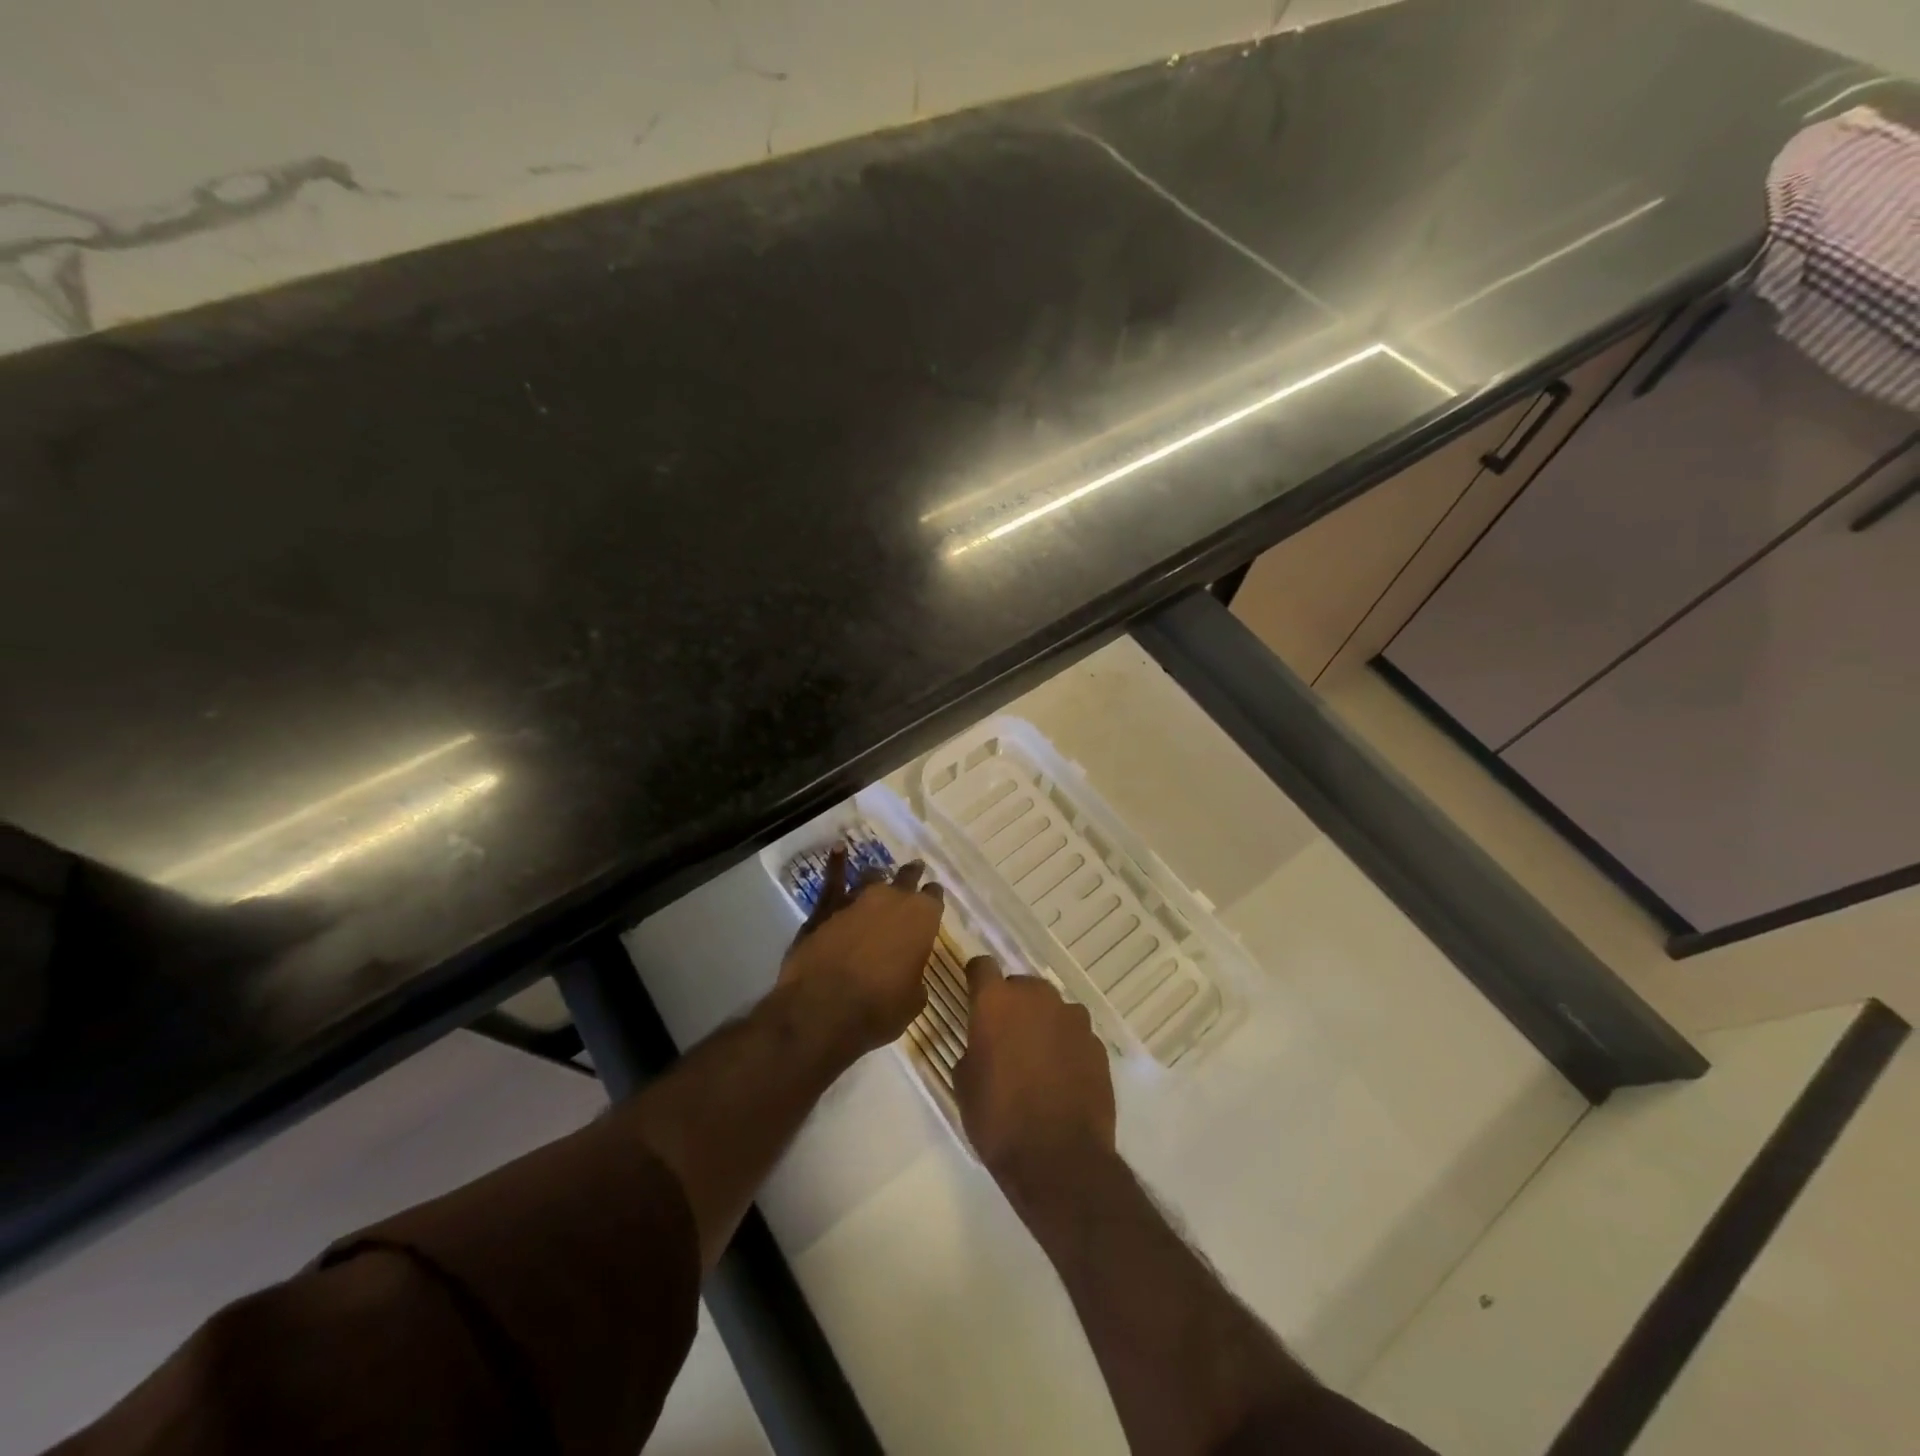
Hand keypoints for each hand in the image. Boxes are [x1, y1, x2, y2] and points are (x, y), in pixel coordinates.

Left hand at [777, 847, 943, 1060]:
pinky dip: (836, 863)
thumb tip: (909, 974)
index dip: (933, 898)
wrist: (822, 1009)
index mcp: (922, 918)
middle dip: (911, 875)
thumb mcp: (912, 1001)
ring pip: (872, 877)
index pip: (934, 897)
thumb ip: (915, 977)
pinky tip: (838, 850)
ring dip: (878, 877)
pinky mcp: (826, 907)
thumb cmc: (878, 1009)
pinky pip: (834, 879)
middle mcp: (892, 899)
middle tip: (915, 871)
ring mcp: (856, 898)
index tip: (933, 898)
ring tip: (881, 875)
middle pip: (906, 878)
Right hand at [956, 955, 1115, 1183]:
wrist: (1059, 1159)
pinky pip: (1075, 1034)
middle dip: (1013, 1004)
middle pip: (1022, 985)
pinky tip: (1062, 1077)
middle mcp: (1037, 998)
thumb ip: (974, 1047)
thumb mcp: (964, 1083)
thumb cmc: (998, 1119)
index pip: (982, 966)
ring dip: (1043, 1023)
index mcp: (996, 1002)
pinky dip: (1067, 1046)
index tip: (974, 995)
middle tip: (1006, 1037)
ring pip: (1052, 1008)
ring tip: (1037, 1059)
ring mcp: (1072, 1018)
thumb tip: (985, 1044)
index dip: (977, 978)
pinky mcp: (1097, 1044)